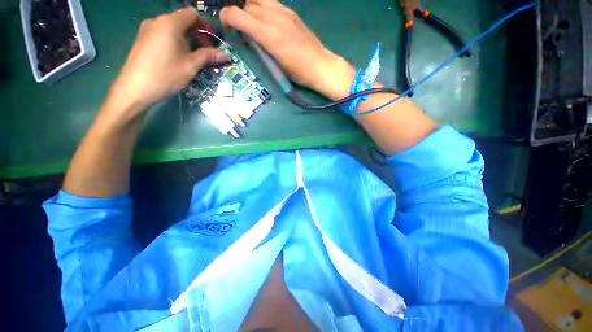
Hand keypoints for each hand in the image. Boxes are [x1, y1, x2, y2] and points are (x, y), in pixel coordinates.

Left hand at [108, 8, 226, 116]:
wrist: (135, 89)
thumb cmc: (166, 75)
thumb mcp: (190, 66)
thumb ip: (208, 56)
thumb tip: (225, 55)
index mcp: (170, 23)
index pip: (192, 14)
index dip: (205, 24)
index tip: (214, 40)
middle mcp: (157, 21)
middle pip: (182, 20)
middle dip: (197, 33)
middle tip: (206, 51)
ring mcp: (147, 29)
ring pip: (172, 28)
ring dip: (186, 38)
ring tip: (193, 56)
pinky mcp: (142, 39)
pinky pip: (162, 34)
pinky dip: (174, 41)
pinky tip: (177, 56)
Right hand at [220, 0, 355, 99]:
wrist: (319, 65)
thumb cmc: (297, 72)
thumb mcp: (275, 64)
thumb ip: (259, 47)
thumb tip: (248, 38)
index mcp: (267, 33)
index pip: (235, 14)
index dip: (226, 18)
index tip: (227, 27)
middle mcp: (273, 16)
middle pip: (246, 4)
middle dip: (239, 14)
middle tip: (242, 28)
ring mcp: (283, 11)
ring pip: (258, 0)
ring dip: (251, 8)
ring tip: (253, 22)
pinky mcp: (291, 12)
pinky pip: (271, 3)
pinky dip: (264, 8)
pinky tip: (267, 21)